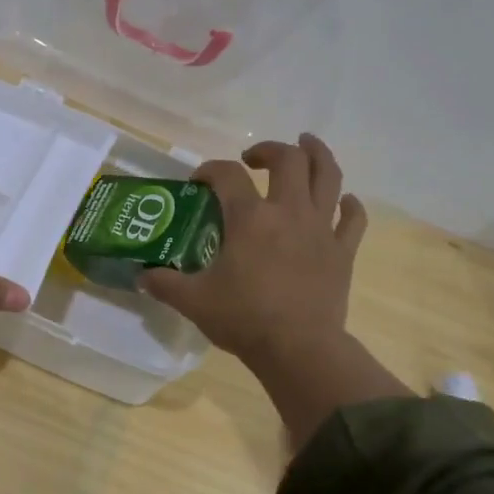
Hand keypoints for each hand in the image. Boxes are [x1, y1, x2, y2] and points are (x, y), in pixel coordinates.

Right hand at [139, 134, 366, 367]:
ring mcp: (321, 229)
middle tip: (255, 159)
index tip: (199, 181)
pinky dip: (349, 205)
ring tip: (307, 145)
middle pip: (289, 160)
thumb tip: (141, 277)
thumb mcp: (193, 301)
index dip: (210, 170)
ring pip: (328, 177)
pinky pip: (353, 219)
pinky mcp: (343, 252)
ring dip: (318, 155)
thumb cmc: (244, 319)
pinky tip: (344, 201)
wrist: (299, 349)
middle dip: (270, 150)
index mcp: (250, 218)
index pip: (228, 175)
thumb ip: (165, 284)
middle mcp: (289, 212)